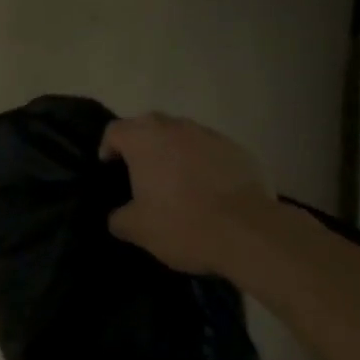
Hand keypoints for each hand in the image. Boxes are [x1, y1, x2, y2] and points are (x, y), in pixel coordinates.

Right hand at [100, 112, 273, 273]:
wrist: (251, 233)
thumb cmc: (183, 224)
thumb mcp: (139, 230)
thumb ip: (119, 218)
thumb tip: (116, 217)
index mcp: (141, 138)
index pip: (113, 131)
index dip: (108, 149)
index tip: (112, 169)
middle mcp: (172, 126)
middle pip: (148, 127)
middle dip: (143, 146)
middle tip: (144, 175)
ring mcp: (207, 134)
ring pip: (181, 136)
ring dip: (175, 152)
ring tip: (180, 183)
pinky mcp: (237, 149)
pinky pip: (211, 150)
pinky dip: (205, 163)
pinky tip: (212, 191)